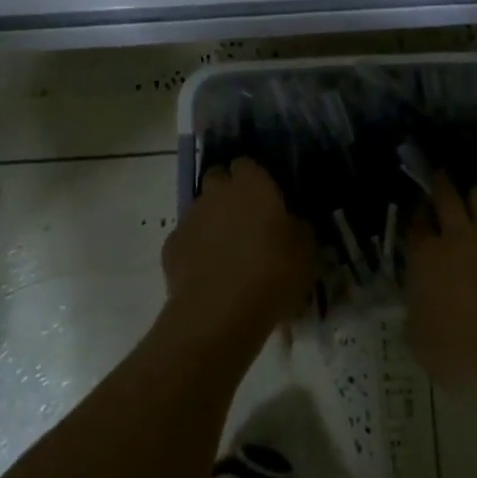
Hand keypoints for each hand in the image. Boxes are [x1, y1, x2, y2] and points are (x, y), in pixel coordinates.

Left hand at [162, 158, 315, 349]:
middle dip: (227, 192)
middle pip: (217, 178)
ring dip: (211, 220)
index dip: (254, 177)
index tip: (266, 196)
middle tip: (245, 219)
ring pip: (200, 208)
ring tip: (226, 250)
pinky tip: (206, 271)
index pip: (247, 164)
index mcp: (252, 184)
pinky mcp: (170, 246)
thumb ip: (298, 227)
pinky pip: (185, 238)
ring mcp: (191, 217)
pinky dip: (194, 248)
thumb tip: (292, 222)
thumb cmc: (272, 273)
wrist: (219, 313)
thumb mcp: (306, 251)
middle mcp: (218, 192)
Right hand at [405, 176, 476, 407]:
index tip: (418, 213)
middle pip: (446, 194)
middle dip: (440, 184)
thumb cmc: (465, 355)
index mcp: (426, 257)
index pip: (415, 224)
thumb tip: (417, 305)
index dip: (415, 215)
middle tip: (440, 179)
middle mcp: (458, 235)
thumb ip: (415, 316)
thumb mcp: (421, 346)